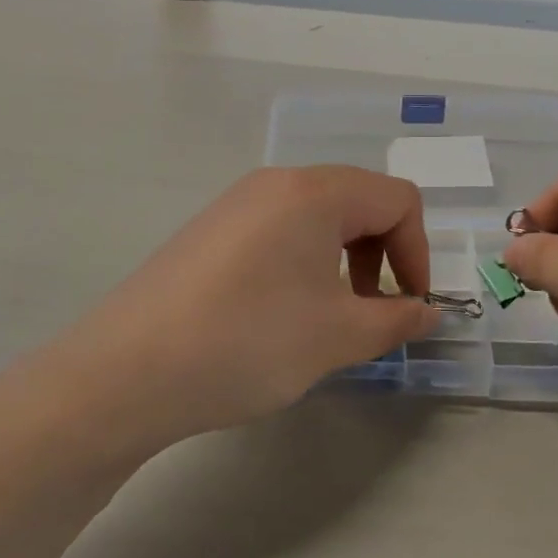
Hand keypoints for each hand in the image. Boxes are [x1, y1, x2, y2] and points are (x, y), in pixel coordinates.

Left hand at [48, 166, 435, 446]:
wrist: (128, 373)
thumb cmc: (250, 342)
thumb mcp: (337, 336)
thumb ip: (397, 320)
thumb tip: (430, 313)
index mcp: (313, 192)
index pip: (397, 199)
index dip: (419, 252)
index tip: (410, 306)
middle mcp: (273, 184)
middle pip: (357, 201)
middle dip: (383, 255)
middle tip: (372, 312)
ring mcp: (234, 205)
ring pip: (315, 219)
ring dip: (343, 262)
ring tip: (329, 317)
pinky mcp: (207, 233)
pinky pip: (276, 233)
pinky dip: (302, 265)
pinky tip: (281, 315)